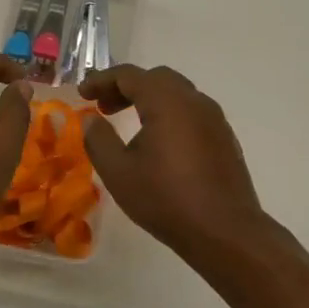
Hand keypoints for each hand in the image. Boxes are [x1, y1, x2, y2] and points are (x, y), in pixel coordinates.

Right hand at [78, 64, 273, 258]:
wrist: (225, 232)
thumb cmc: (166, 199)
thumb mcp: (118, 172)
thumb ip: (99, 139)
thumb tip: (92, 120)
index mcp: (167, 101)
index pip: (129, 75)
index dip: (102, 80)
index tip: (83, 93)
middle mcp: (194, 101)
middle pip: (156, 78)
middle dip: (126, 87)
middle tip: (104, 107)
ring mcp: (214, 118)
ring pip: (177, 93)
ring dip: (149, 99)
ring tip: (128, 123)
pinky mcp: (224, 137)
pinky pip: (192, 112)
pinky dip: (169, 113)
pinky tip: (159, 142)